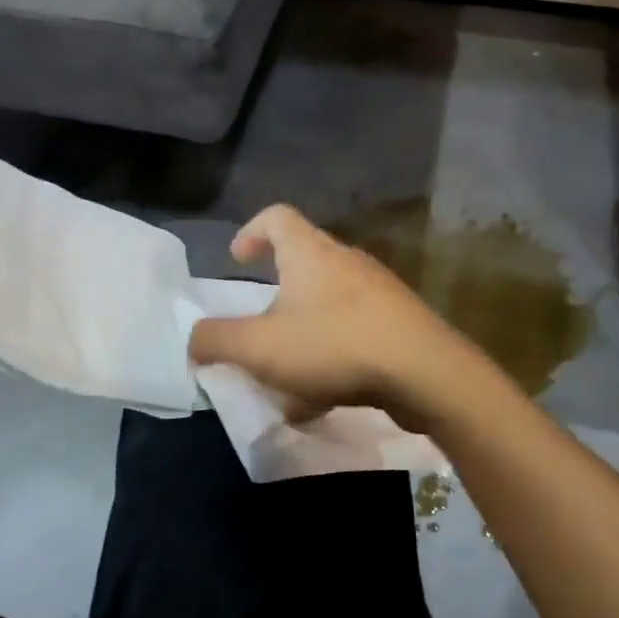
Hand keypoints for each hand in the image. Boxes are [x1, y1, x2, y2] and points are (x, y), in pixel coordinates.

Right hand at [187, 204, 489, 427]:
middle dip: (275, 299)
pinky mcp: (399, 323)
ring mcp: (378, 292)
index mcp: (310, 252)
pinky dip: (331, 359)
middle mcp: (345, 262)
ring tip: (286, 380)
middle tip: (257, 331)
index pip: (277, 216)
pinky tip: (323, 401)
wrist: (425, 372)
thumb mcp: (259, 347)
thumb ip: (216, 341)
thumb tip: (193, 338)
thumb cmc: (334, 344)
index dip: (251, 231)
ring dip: (302, 337)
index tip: (236, 259)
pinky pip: (353, 334)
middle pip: (302, 265)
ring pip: (327, 306)